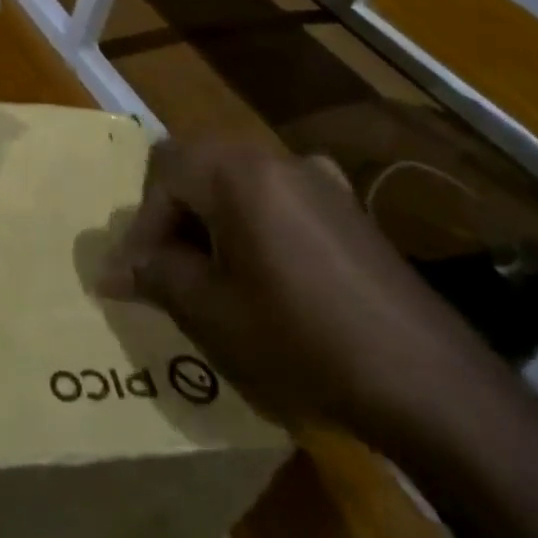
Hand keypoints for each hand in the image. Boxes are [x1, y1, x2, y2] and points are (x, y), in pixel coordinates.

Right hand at [101, 136, 502, 448]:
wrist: (427, 379)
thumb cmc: (302, 340)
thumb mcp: (213, 312)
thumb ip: (156, 276)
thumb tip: (111, 270)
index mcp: (238, 172)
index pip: (163, 171)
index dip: (142, 223)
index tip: (139, 278)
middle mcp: (276, 158)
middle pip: (199, 164)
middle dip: (174, 215)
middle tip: (170, 271)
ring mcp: (318, 179)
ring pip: (238, 180)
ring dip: (212, 219)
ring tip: (213, 277)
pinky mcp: (347, 207)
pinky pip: (279, 197)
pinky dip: (253, 223)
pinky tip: (268, 275)